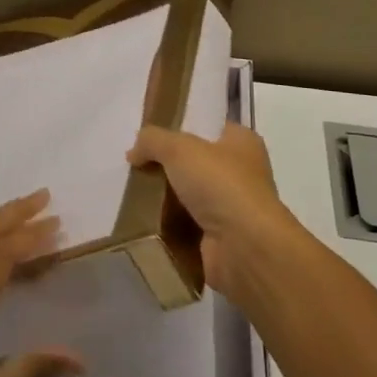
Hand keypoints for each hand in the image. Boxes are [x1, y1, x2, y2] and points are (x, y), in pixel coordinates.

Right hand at [127, 122, 304, 297]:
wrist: (244, 248)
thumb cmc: (220, 185)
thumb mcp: (179, 148)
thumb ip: (152, 140)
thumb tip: (134, 152)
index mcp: (242, 143)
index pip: (211, 128)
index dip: (182, 128)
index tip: (152, 137)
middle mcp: (242, 173)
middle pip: (196, 163)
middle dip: (168, 167)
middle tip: (136, 168)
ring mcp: (232, 209)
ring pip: (189, 197)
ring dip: (165, 199)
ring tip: (132, 195)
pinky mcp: (220, 239)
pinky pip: (186, 227)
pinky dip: (168, 227)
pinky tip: (143, 222)